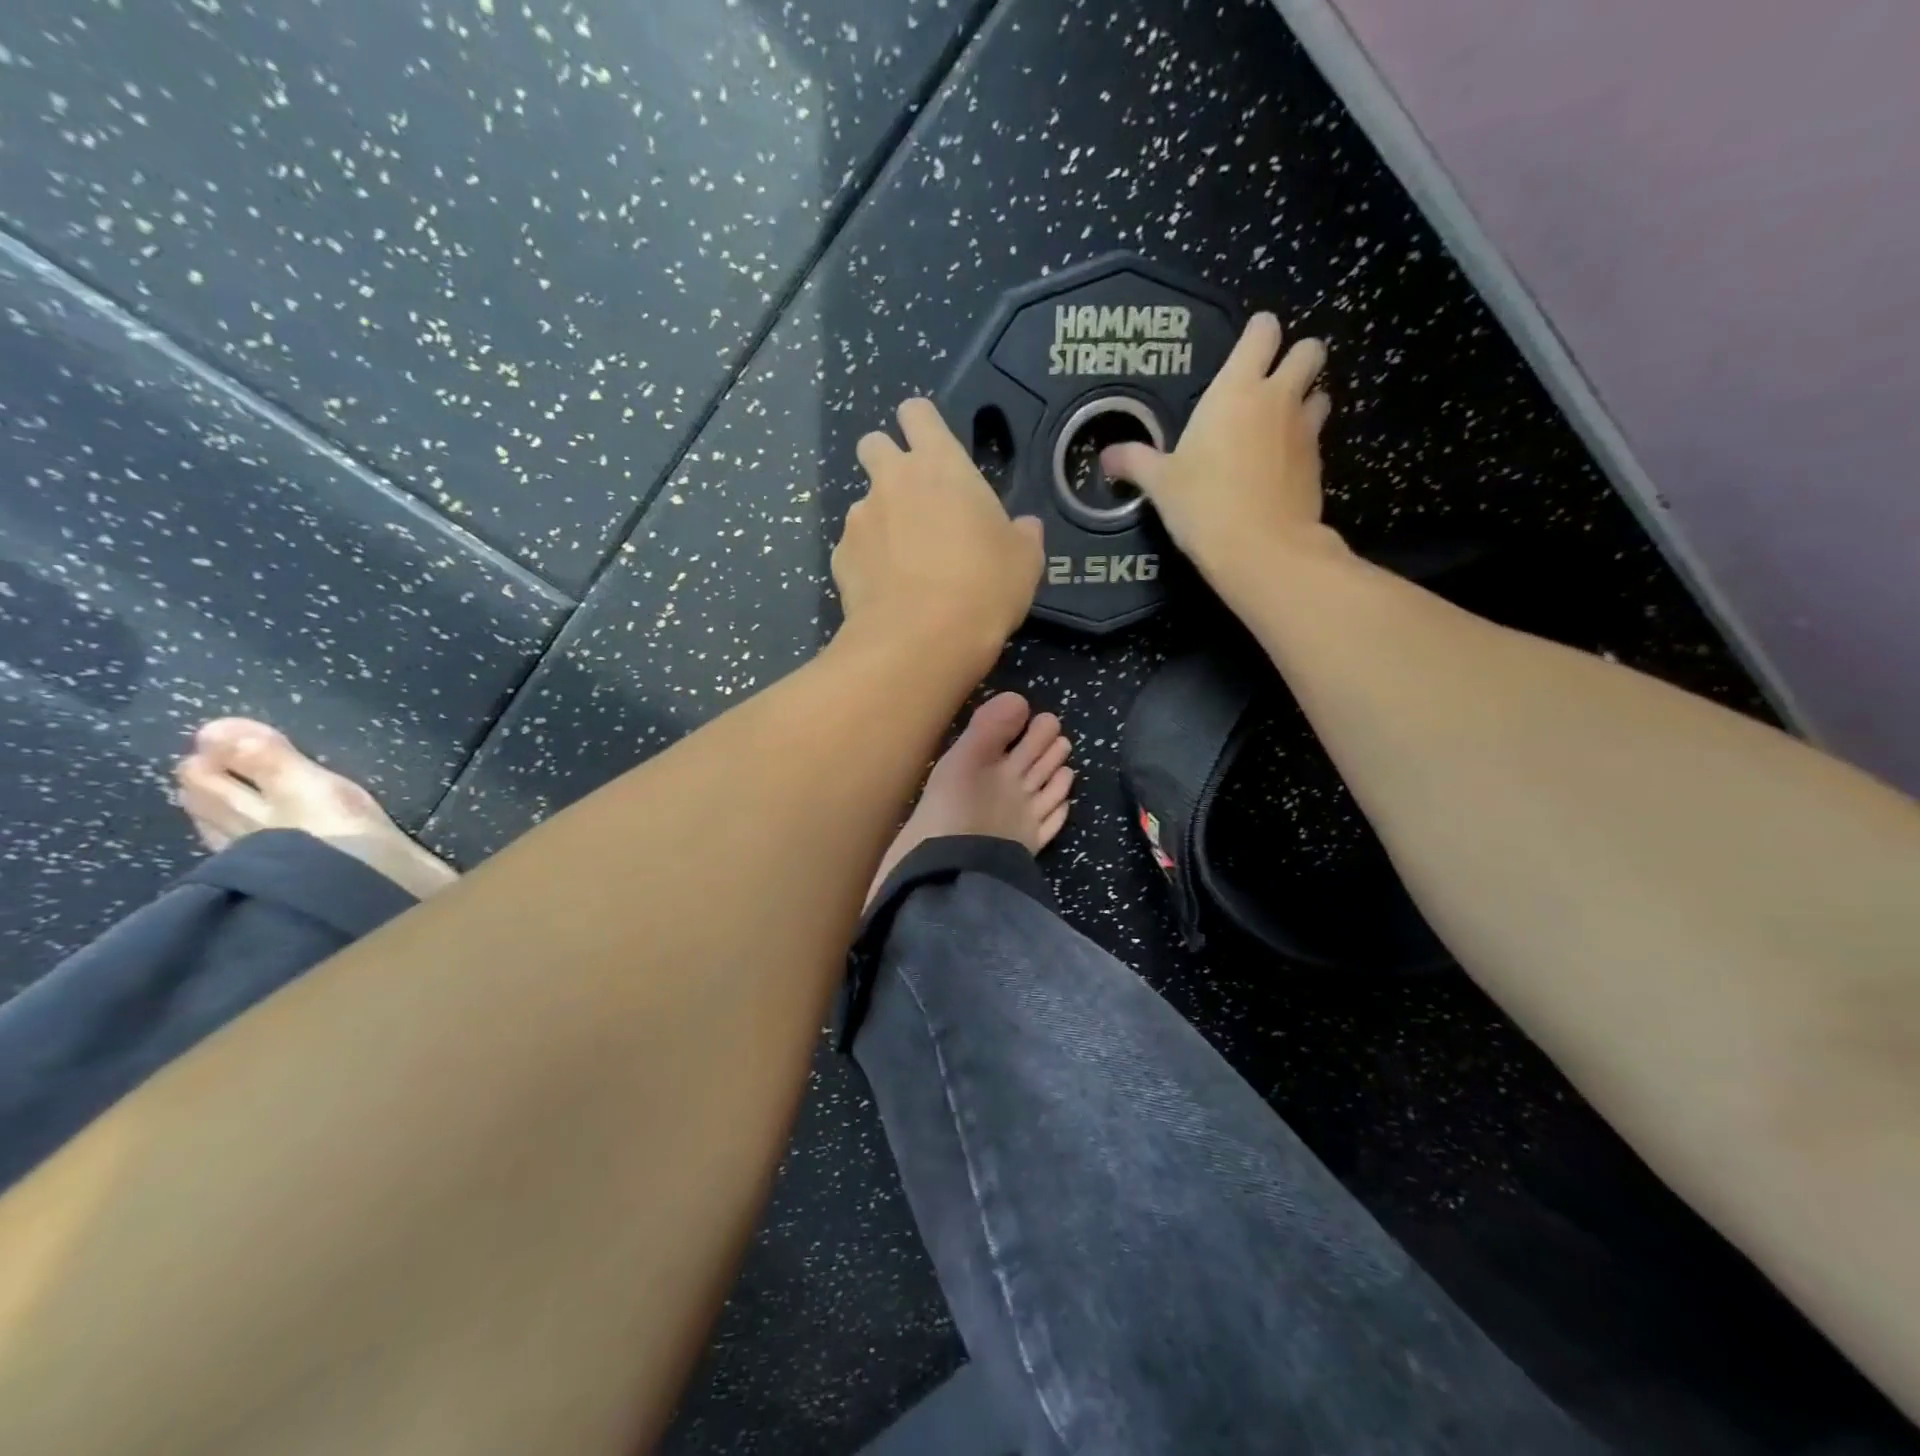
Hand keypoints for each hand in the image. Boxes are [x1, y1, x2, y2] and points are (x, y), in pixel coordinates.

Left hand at [835, 397, 1043, 659]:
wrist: (921, 639)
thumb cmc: (984, 588)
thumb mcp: (1024, 561)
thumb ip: (1022, 535)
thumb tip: (1024, 528)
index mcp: (940, 465)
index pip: (917, 413)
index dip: (921, 425)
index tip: (932, 448)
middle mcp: (892, 480)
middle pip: (873, 443)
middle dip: (886, 461)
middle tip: (912, 500)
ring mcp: (859, 518)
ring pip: (862, 503)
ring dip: (879, 521)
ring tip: (902, 563)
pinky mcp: (839, 558)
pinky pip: (853, 550)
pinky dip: (867, 563)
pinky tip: (886, 592)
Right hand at [1101, 313, 1336, 581]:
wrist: (1261, 549)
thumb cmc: (1203, 505)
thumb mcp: (1160, 484)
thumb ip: (1135, 462)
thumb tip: (1106, 457)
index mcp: (1236, 390)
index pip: (1263, 331)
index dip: (1257, 333)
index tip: (1244, 351)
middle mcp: (1277, 398)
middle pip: (1310, 350)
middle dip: (1296, 358)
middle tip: (1270, 385)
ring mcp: (1304, 430)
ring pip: (1321, 392)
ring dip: (1305, 400)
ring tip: (1278, 426)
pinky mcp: (1317, 464)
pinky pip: (1316, 438)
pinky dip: (1302, 444)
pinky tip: (1280, 469)